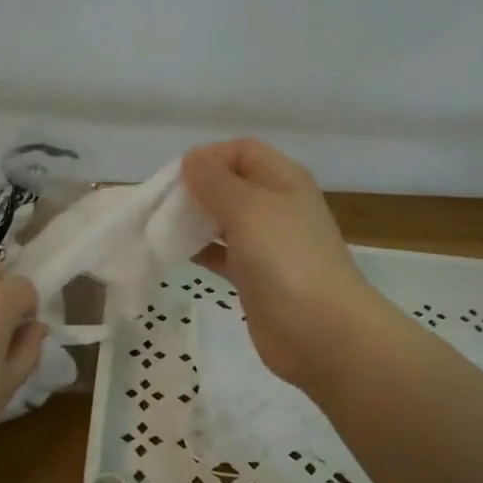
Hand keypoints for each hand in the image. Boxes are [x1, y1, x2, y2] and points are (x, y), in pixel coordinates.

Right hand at [181, 139, 391, 389]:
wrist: (320, 331)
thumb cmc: (285, 259)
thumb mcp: (248, 208)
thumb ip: (215, 181)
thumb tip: (192, 157)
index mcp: (283, 180)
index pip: (242, 151)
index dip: (209, 157)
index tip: (177, 178)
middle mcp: (277, 207)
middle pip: (231, 185)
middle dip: (196, 190)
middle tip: (163, 206)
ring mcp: (268, 245)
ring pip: (224, 221)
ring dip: (195, 221)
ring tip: (162, 229)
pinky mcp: (256, 278)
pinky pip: (223, 254)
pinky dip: (201, 251)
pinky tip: (177, 255)